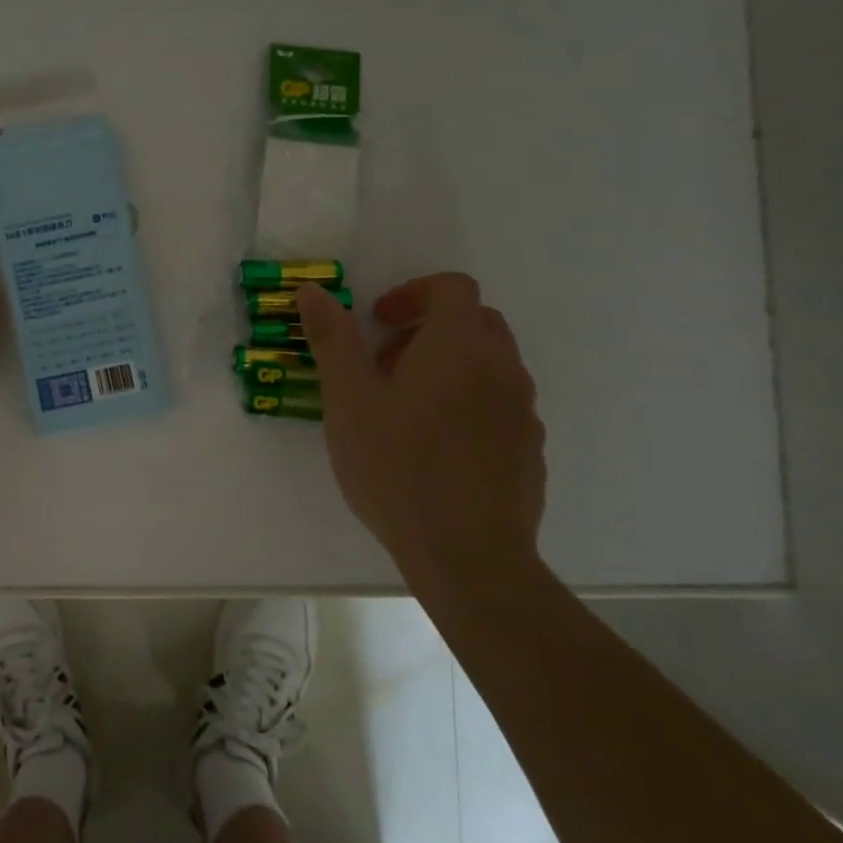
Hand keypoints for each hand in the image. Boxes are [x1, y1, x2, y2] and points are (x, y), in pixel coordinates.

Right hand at [297, 274, 544, 566]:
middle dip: (430, 328)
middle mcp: (502, 369)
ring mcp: (523, 411)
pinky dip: (470, 404)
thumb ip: (332, 339)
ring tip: (407, 408)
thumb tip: (312, 290)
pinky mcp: (530, 450)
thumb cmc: (397, 466)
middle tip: (387, 363)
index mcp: (459, 346)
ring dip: (451, 366)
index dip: (413, 293)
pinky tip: (436, 448)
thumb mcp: (348, 400)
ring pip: (491, 365)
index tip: (378, 322)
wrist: (468, 554)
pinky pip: (501, 406)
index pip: (452, 288)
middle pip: (477, 322)